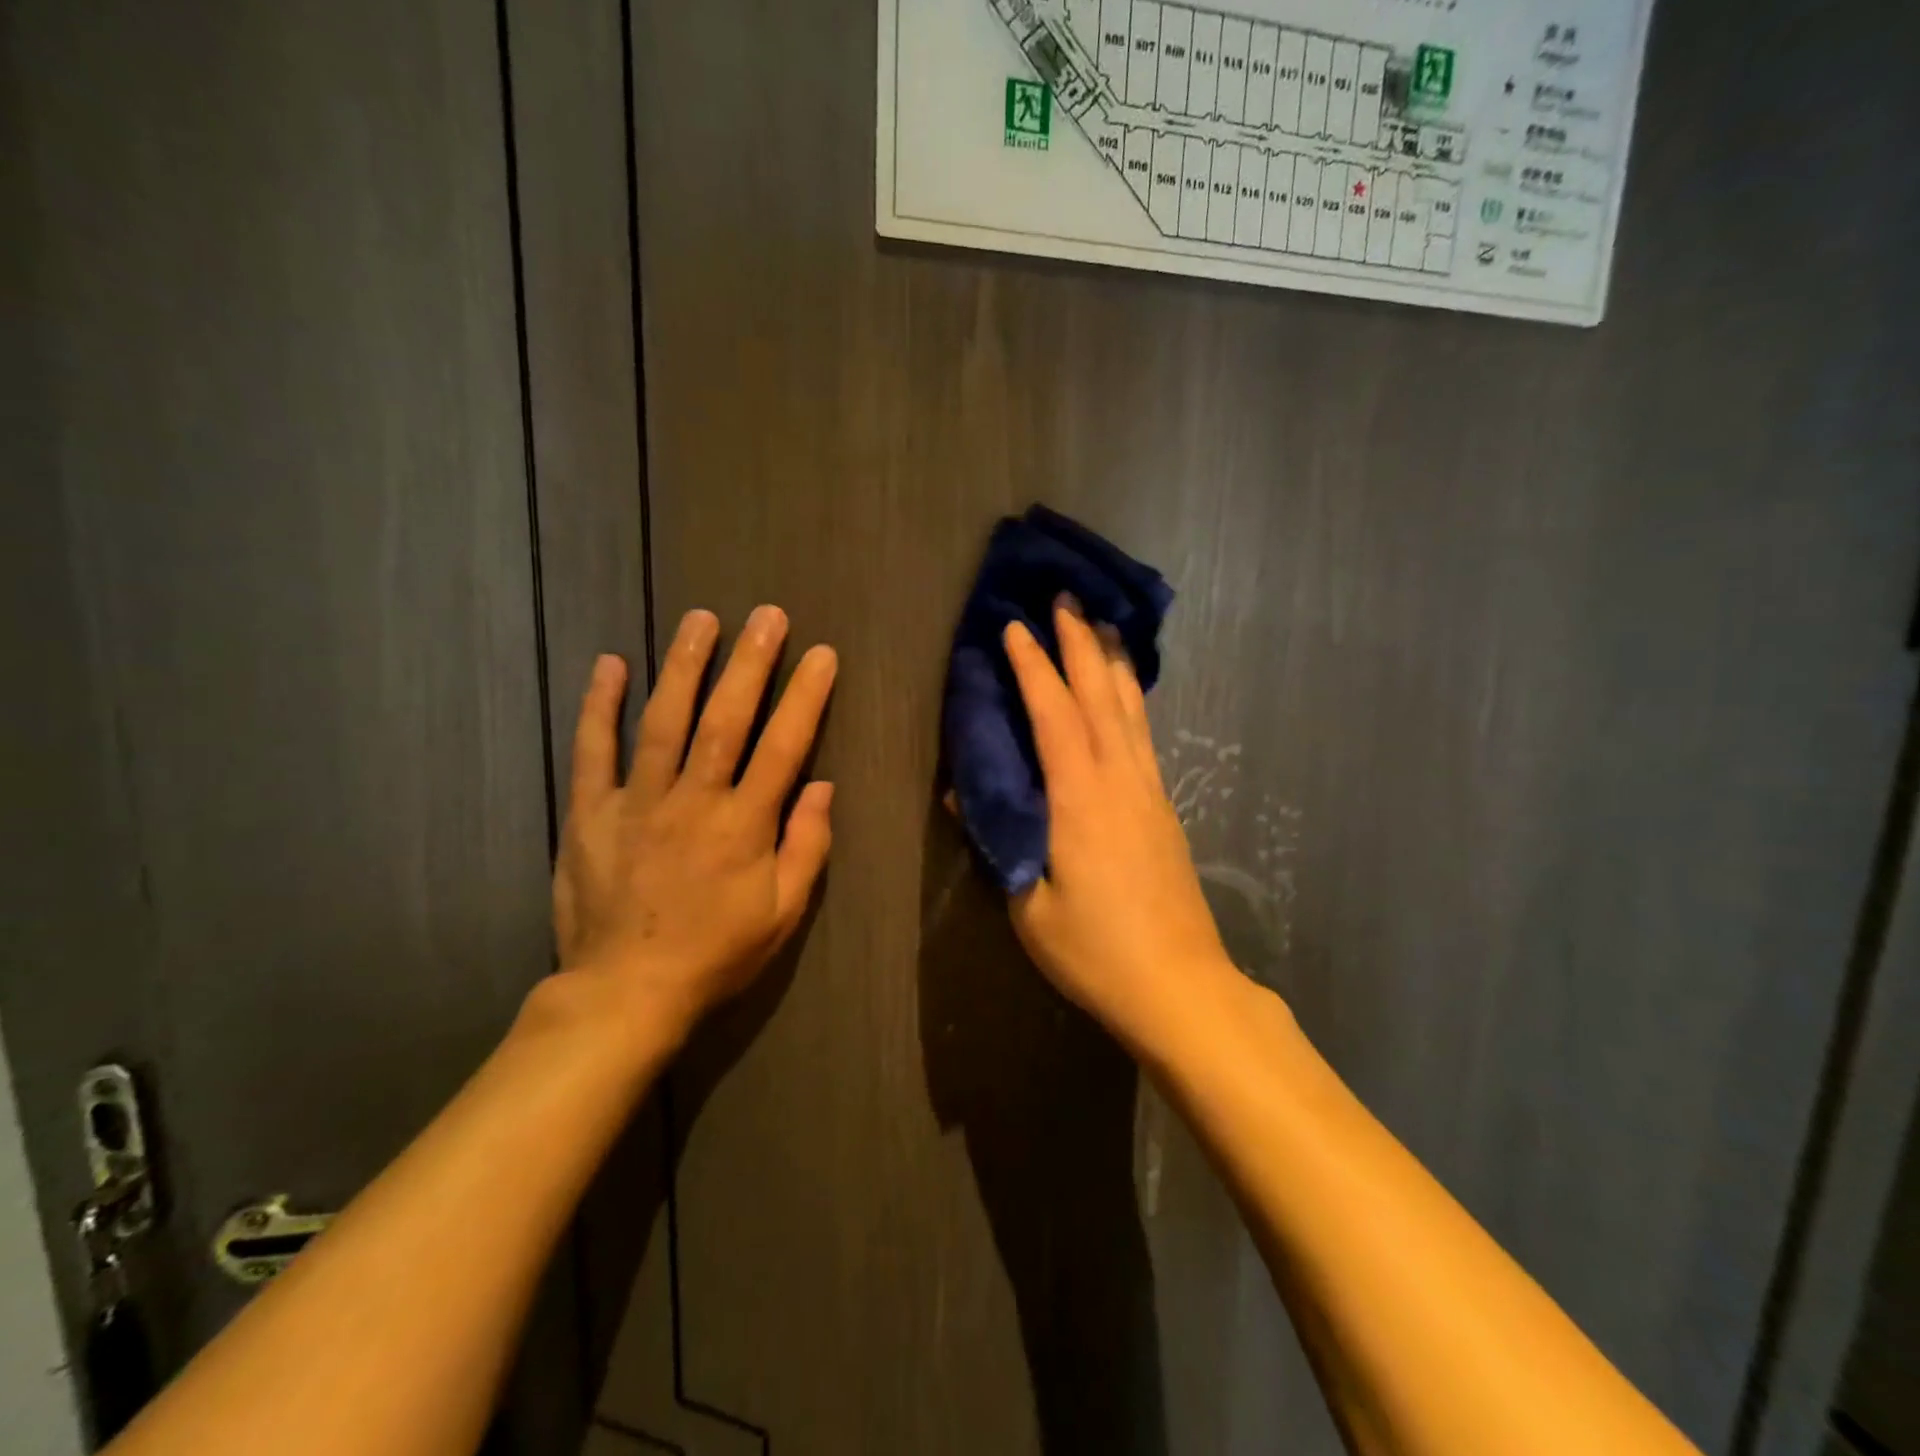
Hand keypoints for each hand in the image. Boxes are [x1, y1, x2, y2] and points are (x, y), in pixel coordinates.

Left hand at [551, 605, 836, 1047]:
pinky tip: (611, 664)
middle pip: (725, 719)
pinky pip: (594, 751)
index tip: (822, 655)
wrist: (625, 993)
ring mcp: (637, 801)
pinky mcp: (590, 813)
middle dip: (750, 662)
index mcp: (744, 825)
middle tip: (766, 615)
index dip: (806, 697)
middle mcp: (693, 800)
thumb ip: (807, 847)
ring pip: (663, 720)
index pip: (783, 746)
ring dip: (684, 666)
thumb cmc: (715, 954)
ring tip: (700, 619)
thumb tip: (823, 787)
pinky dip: (600, 705)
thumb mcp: (782, 914)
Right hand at [1002, 601, 1229, 1046]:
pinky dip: (1132, 699)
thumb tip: (967, 794)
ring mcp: (1149, 791)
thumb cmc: (1095, 951)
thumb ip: (1000, 841)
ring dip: (1112, 662)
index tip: (1015, 626)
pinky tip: (1126, 693)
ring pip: (1130, 709)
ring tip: (1102, 624)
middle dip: (1080, 643)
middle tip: (1065, 598)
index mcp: (1080, 798)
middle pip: (1099, 695)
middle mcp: (1120, 780)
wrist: (1180, 986)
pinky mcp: (1164, 808)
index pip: (1053, 714)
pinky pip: (1143, 735)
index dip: (1033, 666)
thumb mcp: (1028, 906)